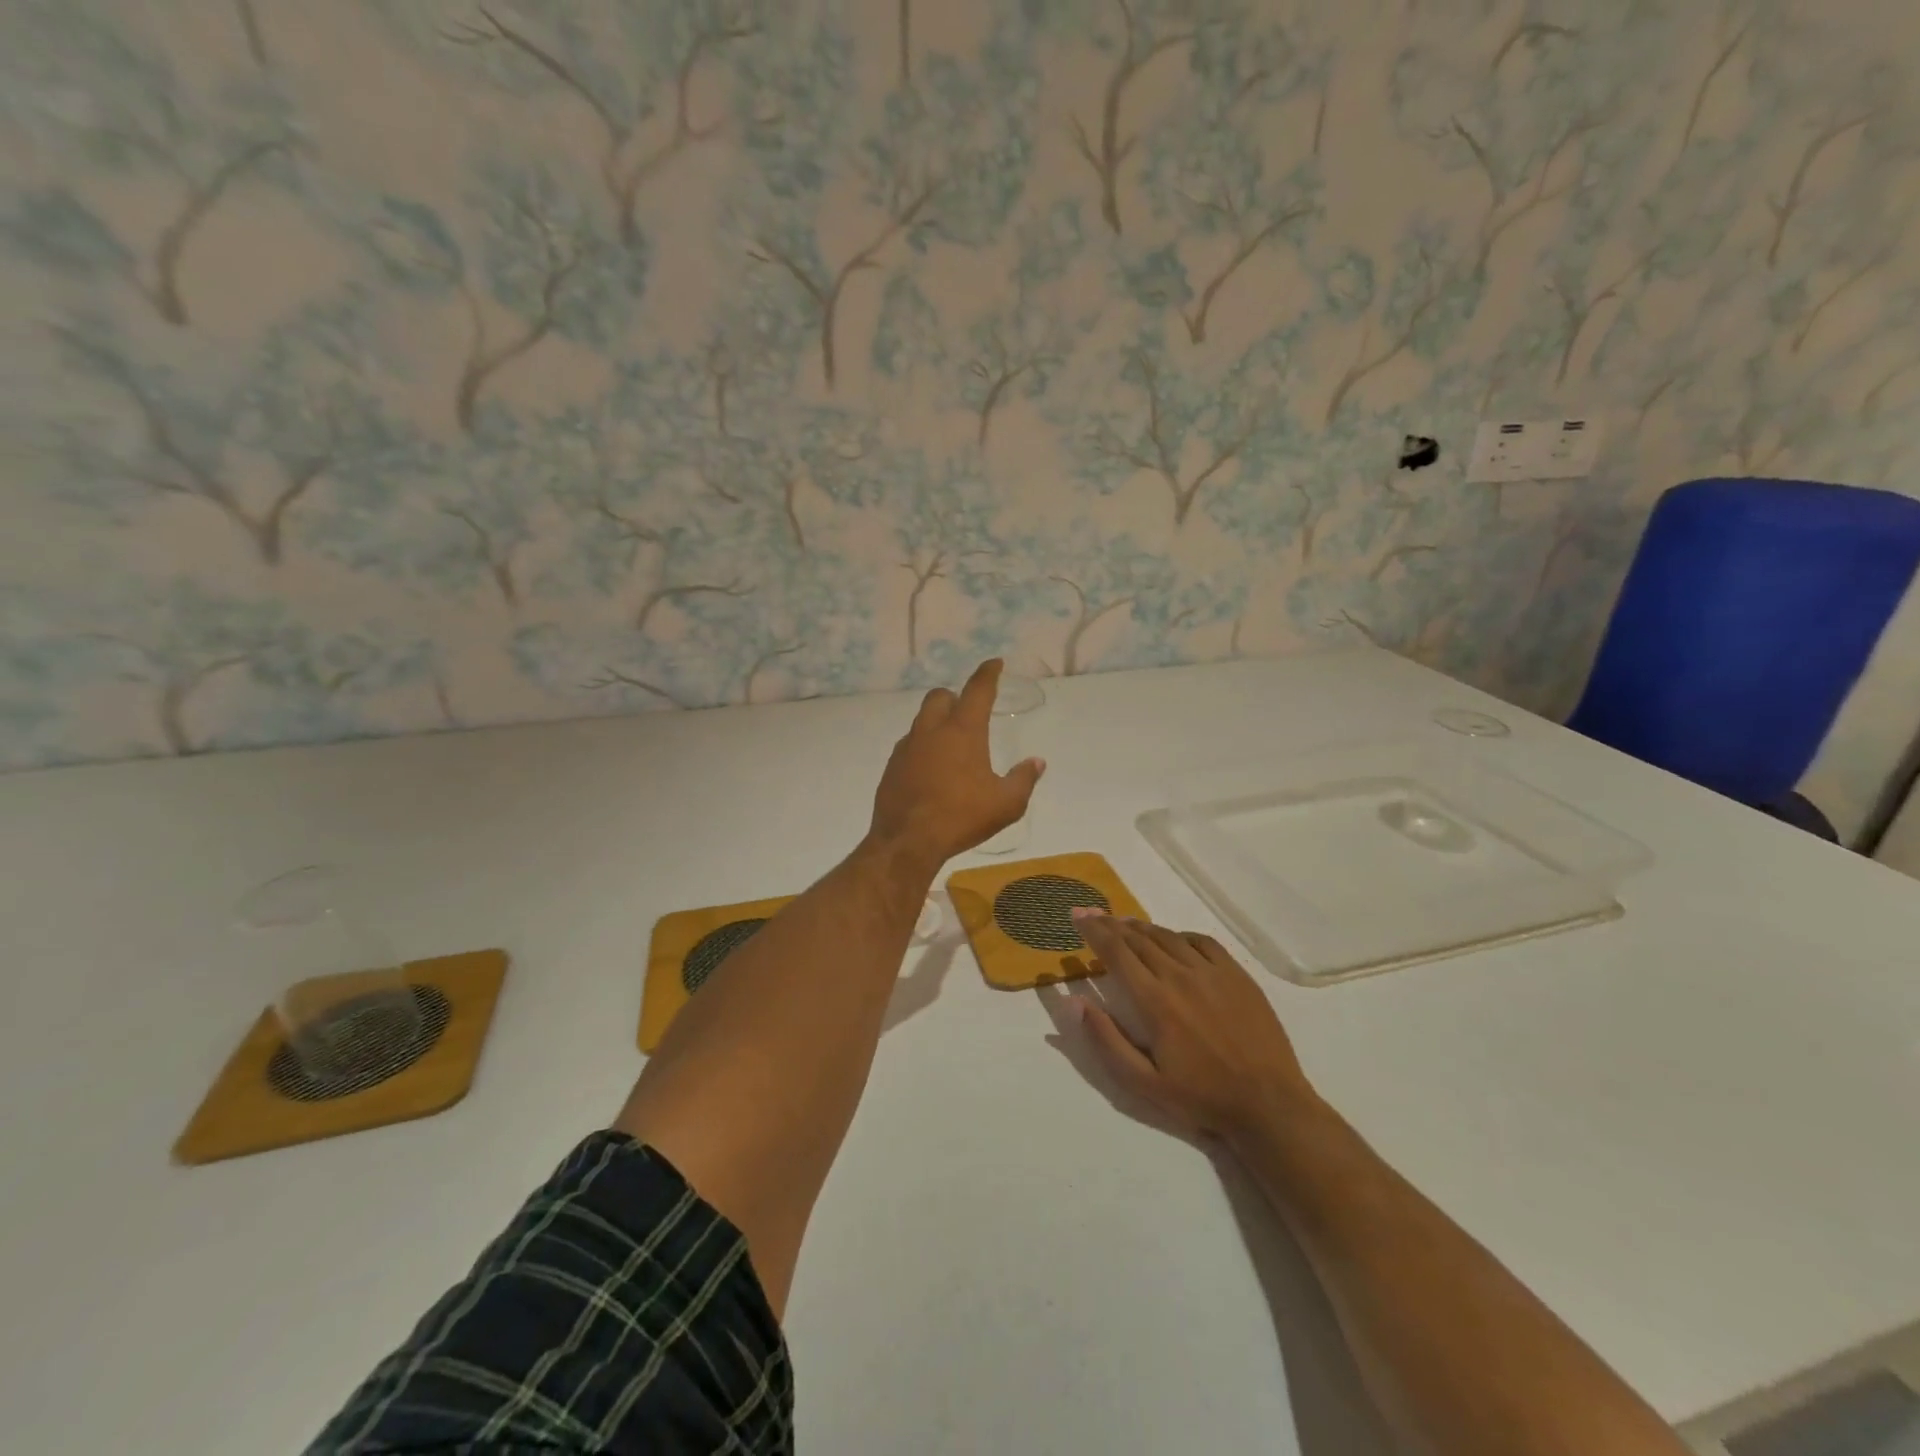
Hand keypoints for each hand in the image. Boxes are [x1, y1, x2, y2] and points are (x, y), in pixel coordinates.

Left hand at [870, 659, 1043, 866]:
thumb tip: (1036, 762)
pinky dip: (923, 747)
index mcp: (962, 731)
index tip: (995, 664)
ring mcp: (907, 747)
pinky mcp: (891, 767)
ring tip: (951, 745)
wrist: (907, 842)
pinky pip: (909, 745)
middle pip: (940, 697)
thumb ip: (1024, 779)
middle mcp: (931, 731)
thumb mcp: (1006, 804)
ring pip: (921, 720)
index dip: (988, 673)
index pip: (977, 690)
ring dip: (937, 722)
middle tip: (969, 712)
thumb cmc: (961, 818)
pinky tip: (931, 769)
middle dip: (955, 697)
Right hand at [1071, 913, 1318, 1139]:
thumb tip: (1074, 1002)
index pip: (1116, 952)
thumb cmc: (1201, 1097)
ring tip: (1124, 924)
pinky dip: (1179, 935)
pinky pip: (1202, 942)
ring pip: (1168, 937)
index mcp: (1154, 1001)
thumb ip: (1106, 1041)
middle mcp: (1180, 976)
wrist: (1269, 1103)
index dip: (1093, 931)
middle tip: (1092, 914)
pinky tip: (1173, 939)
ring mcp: (1212, 972)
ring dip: (1141, 927)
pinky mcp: (1236, 974)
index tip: (1076, 915)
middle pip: (1138, 939)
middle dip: (1110, 924)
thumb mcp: (1144, 1084)